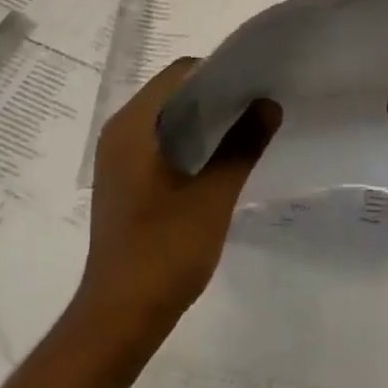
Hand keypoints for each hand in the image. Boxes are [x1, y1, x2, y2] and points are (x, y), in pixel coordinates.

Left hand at [78, 60, 279, 355]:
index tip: (257, 81)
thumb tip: (268, 104)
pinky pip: (160, 143)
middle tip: (260, 102)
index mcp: (133, 127)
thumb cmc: (165, 251)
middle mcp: (119, 133)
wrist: (120, 316)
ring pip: (167, 119)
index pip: (179, 74)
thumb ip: (242, 145)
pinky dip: (190, 140)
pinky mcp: (125, 181)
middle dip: (215, 93)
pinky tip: (222, 156)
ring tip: (248, 125)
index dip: (220, 71)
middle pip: (171, 93)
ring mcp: (119, 158)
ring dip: (204, 118)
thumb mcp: (213, 196)